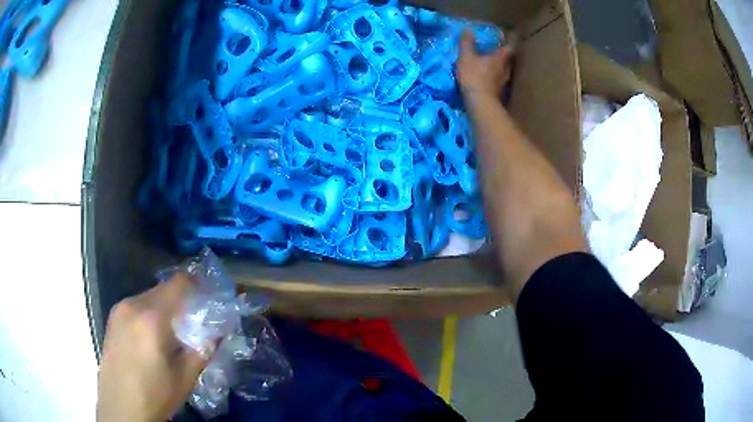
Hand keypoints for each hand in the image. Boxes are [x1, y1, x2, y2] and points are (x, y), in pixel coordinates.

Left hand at [97, 274, 208, 421]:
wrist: (120, 408)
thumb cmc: (155, 395)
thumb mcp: (185, 378)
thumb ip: (203, 350)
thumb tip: (217, 331)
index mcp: (151, 317)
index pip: (178, 284)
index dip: (196, 284)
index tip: (208, 294)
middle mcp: (132, 305)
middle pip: (162, 289)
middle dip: (181, 299)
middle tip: (195, 319)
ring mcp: (119, 310)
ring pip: (149, 297)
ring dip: (165, 307)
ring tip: (174, 331)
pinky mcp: (112, 319)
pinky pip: (136, 306)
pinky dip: (150, 313)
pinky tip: (153, 337)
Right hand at [457, 30, 514, 97]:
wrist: (481, 103)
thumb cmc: (474, 76)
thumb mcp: (466, 57)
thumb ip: (467, 43)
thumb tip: (467, 29)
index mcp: (501, 58)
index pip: (511, 46)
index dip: (512, 39)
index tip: (513, 34)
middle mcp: (507, 69)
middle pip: (509, 58)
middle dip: (504, 53)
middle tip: (499, 48)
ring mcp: (505, 82)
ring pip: (505, 70)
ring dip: (500, 65)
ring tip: (493, 62)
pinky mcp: (500, 93)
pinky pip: (499, 80)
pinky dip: (495, 76)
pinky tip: (489, 77)